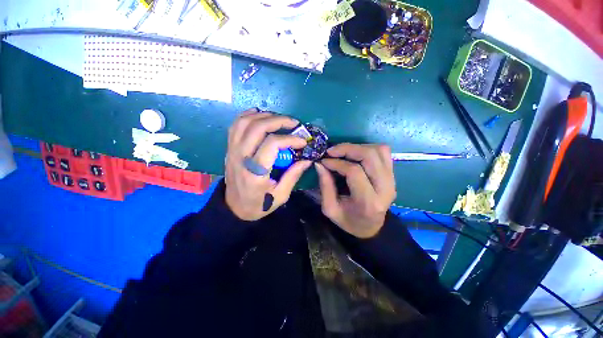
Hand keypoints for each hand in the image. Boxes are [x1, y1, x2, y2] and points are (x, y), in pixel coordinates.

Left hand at [225, 109, 311, 220]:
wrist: (234, 207)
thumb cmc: (259, 204)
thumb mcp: (280, 195)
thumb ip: (293, 176)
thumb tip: (307, 159)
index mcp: (255, 173)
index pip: (272, 144)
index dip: (290, 139)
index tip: (302, 142)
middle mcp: (241, 158)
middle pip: (258, 127)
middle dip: (279, 120)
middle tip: (294, 123)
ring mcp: (232, 151)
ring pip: (245, 122)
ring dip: (264, 116)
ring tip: (279, 119)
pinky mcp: (229, 148)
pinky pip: (235, 125)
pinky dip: (248, 116)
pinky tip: (260, 115)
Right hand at [315, 143, 395, 237]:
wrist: (371, 227)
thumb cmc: (349, 221)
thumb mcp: (330, 209)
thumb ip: (325, 186)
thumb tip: (320, 163)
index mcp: (368, 201)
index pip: (354, 172)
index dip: (337, 163)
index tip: (324, 161)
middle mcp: (385, 188)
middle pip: (370, 156)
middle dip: (347, 149)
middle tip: (331, 151)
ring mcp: (392, 180)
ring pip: (379, 150)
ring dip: (358, 147)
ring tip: (343, 152)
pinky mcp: (392, 175)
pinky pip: (384, 152)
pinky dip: (368, 148)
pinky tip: (356, 154)